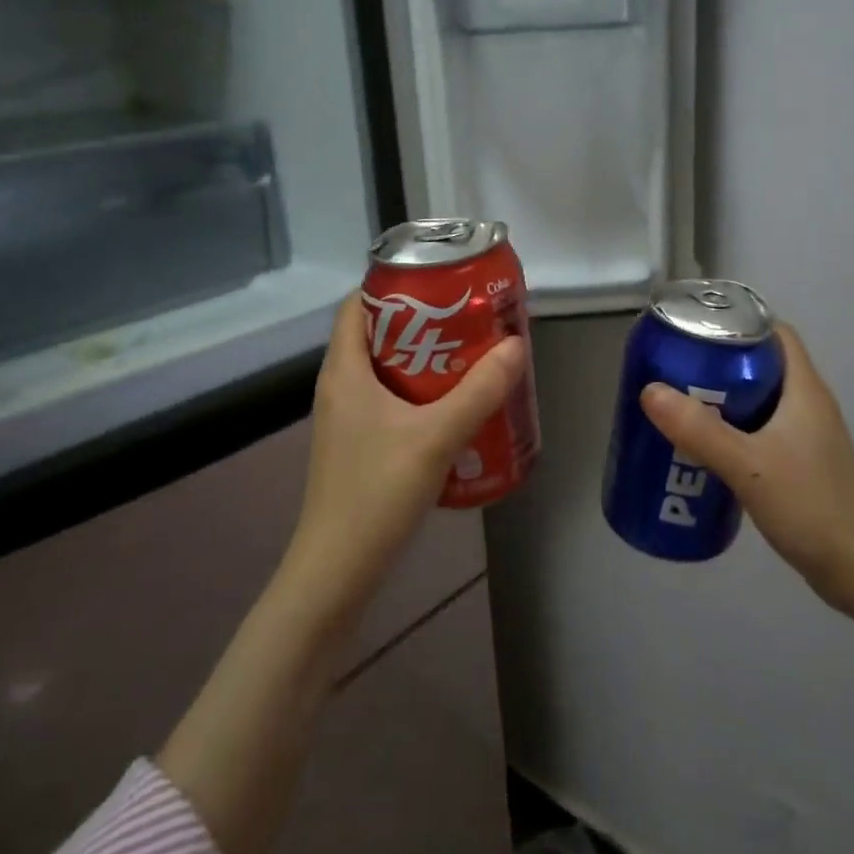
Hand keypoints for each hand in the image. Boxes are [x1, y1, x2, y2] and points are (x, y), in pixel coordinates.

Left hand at [288, 292, 527, 598]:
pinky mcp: (361, 446)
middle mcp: (341, 387)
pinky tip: (458, 409)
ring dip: (428, 361)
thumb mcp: (435, 437)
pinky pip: (393, 403)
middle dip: (425, 323)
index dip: (395, 286)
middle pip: (379, 335)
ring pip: (389, 371)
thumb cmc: (376, 493)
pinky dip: (423, 395)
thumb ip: (478, 391)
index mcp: (344, 370)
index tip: (442, 284)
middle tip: (471, 321)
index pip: (358, 304)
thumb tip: (515, 345)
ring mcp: (348, 420)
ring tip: (473, 359)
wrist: (338, 570)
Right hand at [638, 324, 853, 645]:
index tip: (695, 329)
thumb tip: (649, 391)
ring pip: (758, 401)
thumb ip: (699, 430)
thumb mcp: (748, 465)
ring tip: (679, 405)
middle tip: (674, 369)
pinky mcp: (800, 465)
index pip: (775, 333)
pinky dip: (732, 431)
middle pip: (761, 365)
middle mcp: (808, 405)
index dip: (738, 323)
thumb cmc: (810, 506)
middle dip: (718, 363)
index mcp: (804, 390)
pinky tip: (703, 449)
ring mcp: (806, 437)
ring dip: (722, 399)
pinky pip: (759, 432)